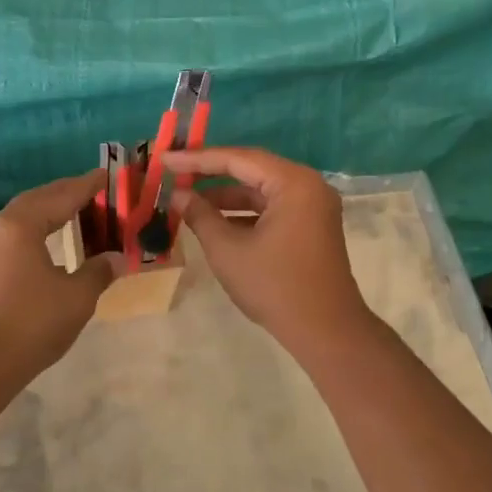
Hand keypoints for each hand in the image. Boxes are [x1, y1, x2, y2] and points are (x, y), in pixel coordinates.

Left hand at [0, 170, 120, 378]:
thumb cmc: (34, 322)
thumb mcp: (78, 296)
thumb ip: (98, 271)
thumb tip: (115, 258)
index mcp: (23, 225)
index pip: (62, 195)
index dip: (88, 186)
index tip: (108, 175)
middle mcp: (3, 227)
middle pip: (40, 199)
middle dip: (68, 192)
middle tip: (97, 190)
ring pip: (26, 215)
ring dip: (52, 209)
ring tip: (79, 210)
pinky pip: (19, 233)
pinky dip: (41, 227)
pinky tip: (54, 239)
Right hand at [164, 147, 376, 354]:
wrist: (325, 331)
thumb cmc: (275, 286)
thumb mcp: (227, 250)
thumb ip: (200, 216)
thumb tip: (178, 196)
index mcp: (293, 183)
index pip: (238, 159)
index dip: (197, 159)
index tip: (165, 159)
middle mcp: (308, 186)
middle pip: (251, 169)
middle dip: (211, 174)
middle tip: (174, 174)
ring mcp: (312, 206)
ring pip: (260, 190)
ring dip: (225, 196)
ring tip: (187, 200)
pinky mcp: (310, 226)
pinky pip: (271, 207)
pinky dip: (243, 212)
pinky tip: (214, 221)